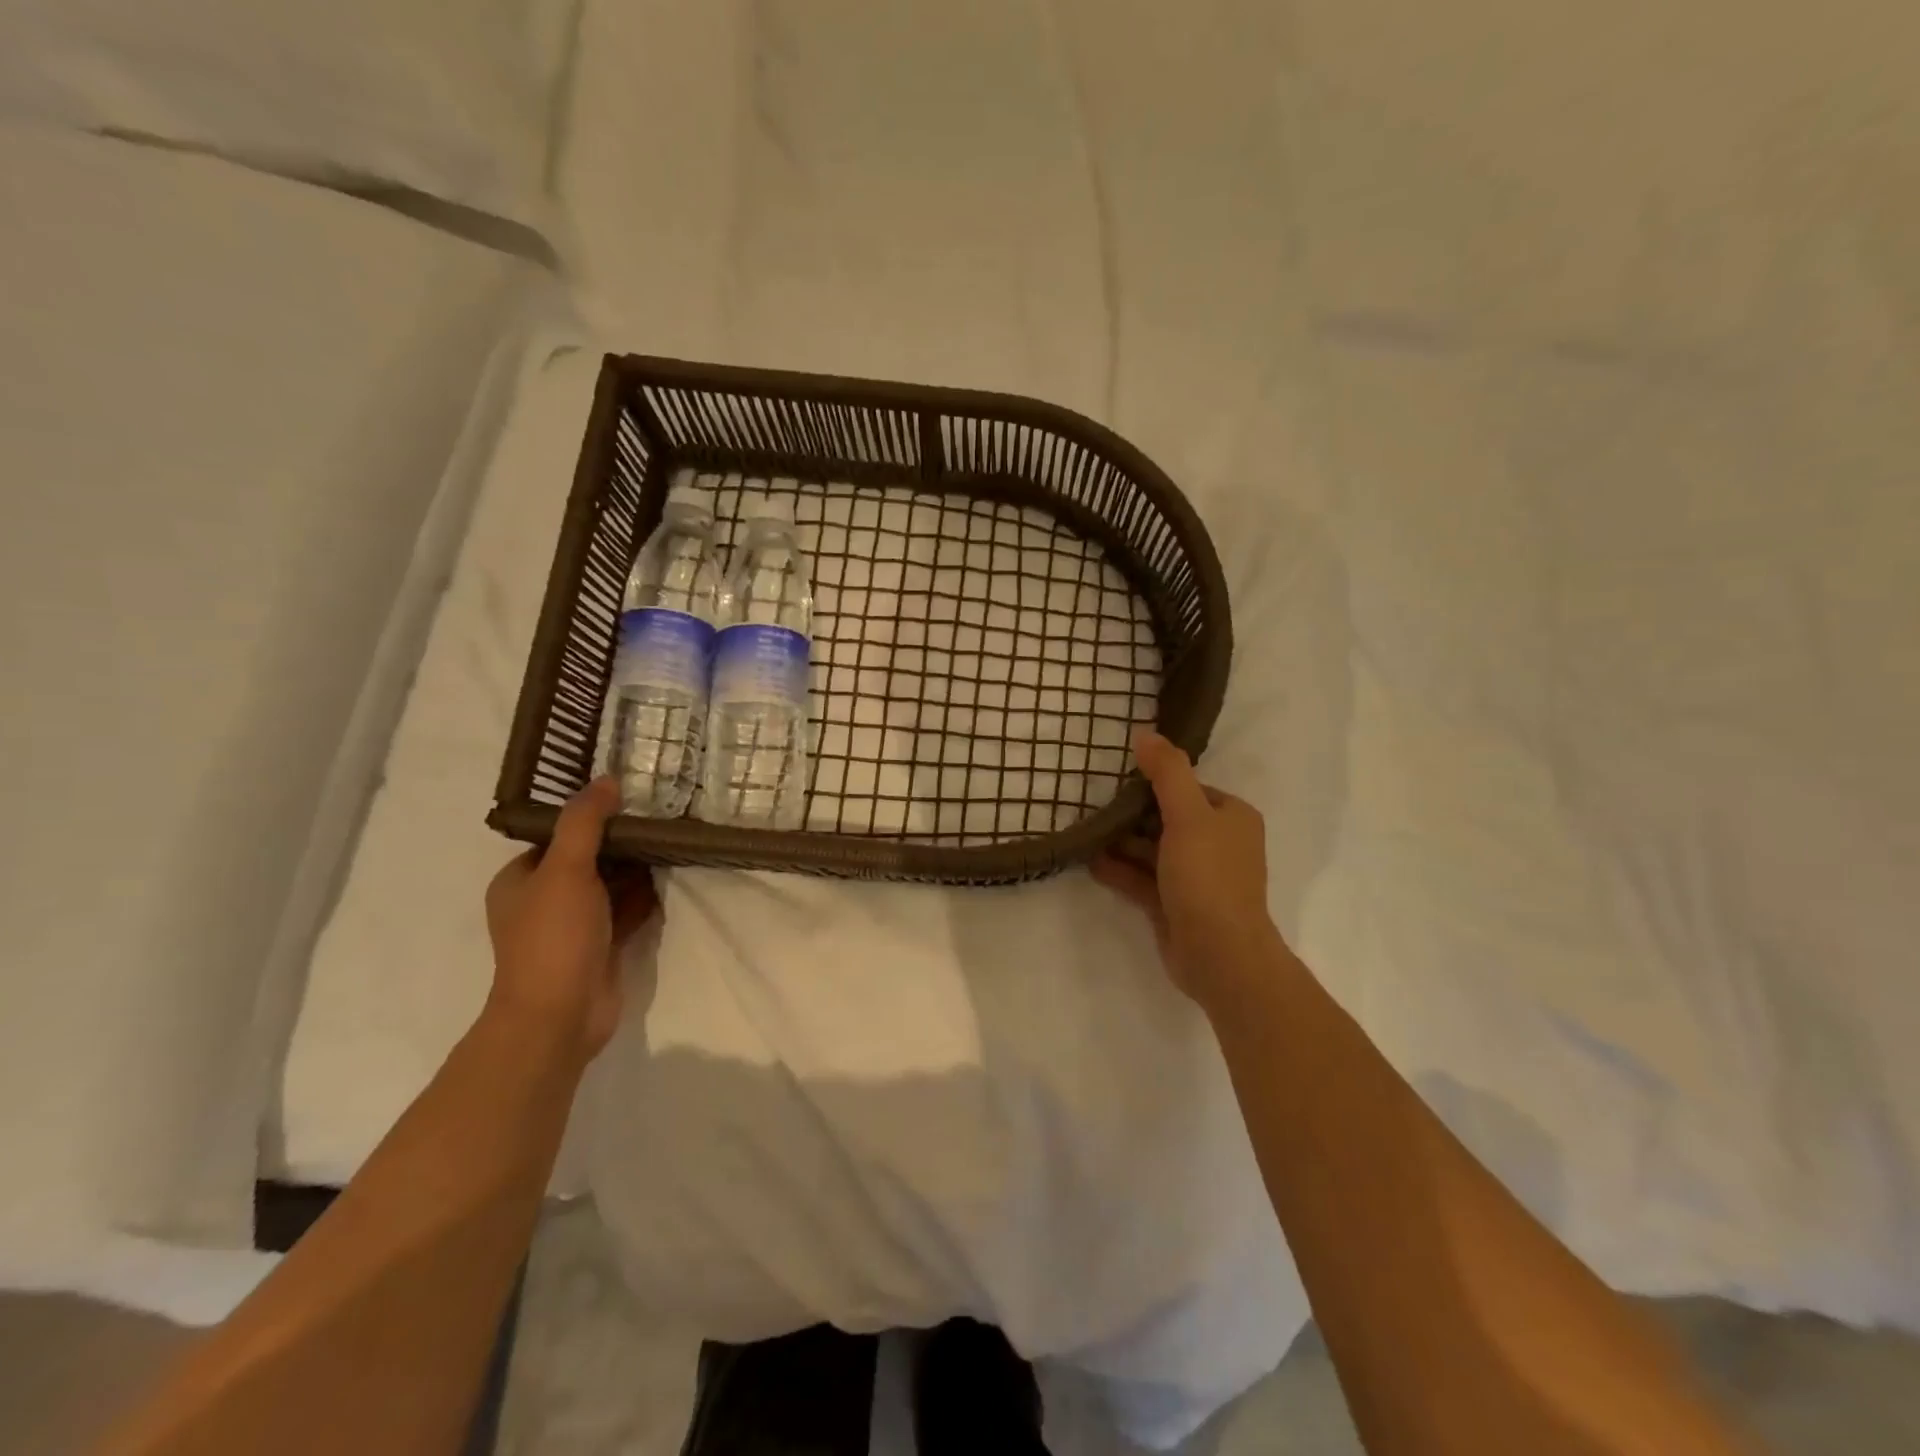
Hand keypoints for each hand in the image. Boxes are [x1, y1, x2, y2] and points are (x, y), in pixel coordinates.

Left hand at [484, 777, 658, 1064]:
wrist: (560, 1015)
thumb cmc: (554, 936)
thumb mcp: (566, 869)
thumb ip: (584, 822)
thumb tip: (606, 779)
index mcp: (520, 880)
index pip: (558, 837)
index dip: (591, 820)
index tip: (629, 802)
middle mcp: (544, 900)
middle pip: (589, 860)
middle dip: (621, 845)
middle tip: (659, 822)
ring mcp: (574, 926)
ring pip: (610, 887)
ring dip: (637, 872)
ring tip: (671, 846)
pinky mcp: (601, 947)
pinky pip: (626, 912)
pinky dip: (644, 900)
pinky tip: (668, 884)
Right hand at [1094, 730, 1275, 1005]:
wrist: (1219, 954)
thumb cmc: (1207, 876)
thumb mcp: (1188, 815)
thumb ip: (1167, 772)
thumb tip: (1145, 734)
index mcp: (1230, 817)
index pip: (1189, 789)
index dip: (1155, 783)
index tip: (1118, 779)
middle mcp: (1217, 844)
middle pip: (1167, 819)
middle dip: (1132, 815)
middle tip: (1093, 804)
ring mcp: (1195, 878)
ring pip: (1152, 851)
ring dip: (1121, 843)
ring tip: (1085, 832)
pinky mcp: (1175, 905)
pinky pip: (1143, 880)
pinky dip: (1119, 871)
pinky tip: (1089, 862)